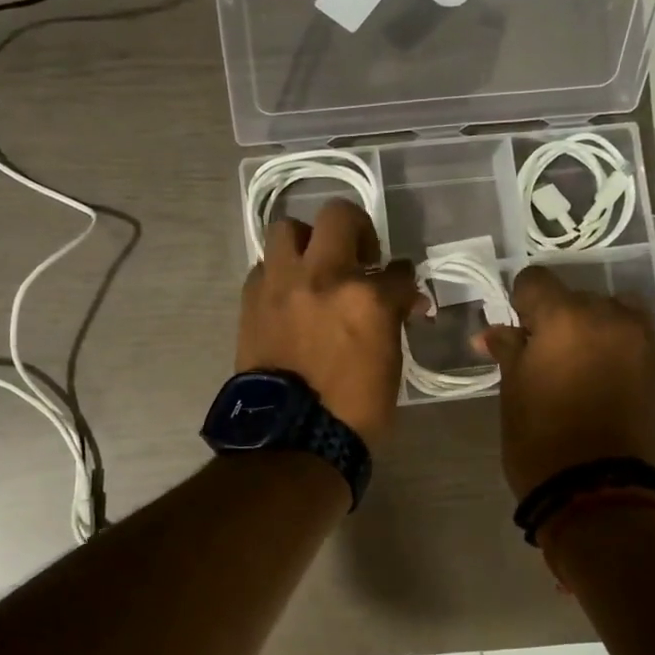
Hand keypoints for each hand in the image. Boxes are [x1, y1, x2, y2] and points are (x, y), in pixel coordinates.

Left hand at [237, 199, 418, 447]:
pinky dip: (280, 274)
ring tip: (314, 266)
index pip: (397, 270)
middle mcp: (323, 277)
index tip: (402, 290)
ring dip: (306, 241)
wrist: (291, 439)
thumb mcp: (389, 365)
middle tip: (359, 255)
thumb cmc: (353, 412)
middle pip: (339, 216)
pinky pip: (264, 266)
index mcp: (366, 297)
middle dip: (356, 228)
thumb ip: (392, 321)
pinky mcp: (252, 299)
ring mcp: (282, 284)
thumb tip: (400, 303)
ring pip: (288, 228)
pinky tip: (289, 294)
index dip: (403, 280)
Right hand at [477, 266, 654, 498]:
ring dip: (592, 328)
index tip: (516, 331)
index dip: (520, 302)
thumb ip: (508, 350)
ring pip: (611, 313)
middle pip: (576, 297)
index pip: (536, 280)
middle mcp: (609, 317)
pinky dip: (615, 349)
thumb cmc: (540, 440)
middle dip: (557, 318)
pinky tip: (601, 380)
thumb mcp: (513, 391)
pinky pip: (632, 340)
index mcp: (565, 317)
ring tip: (578, 364)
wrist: (599, 493)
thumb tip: (491, 333)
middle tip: (543, 355)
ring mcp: (642, 341)